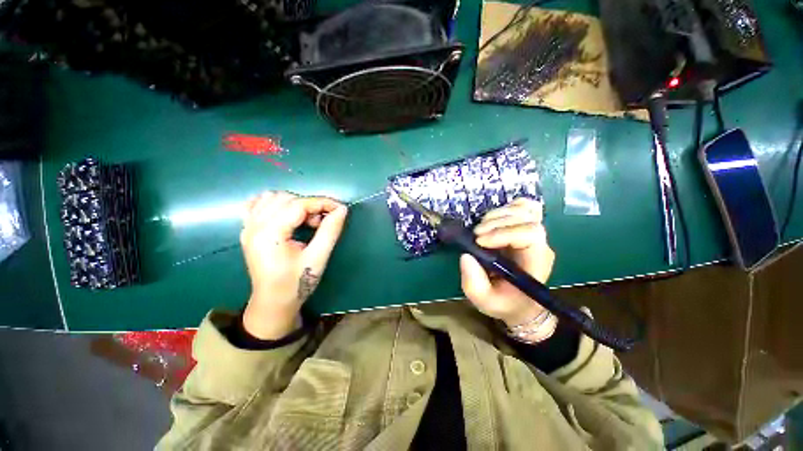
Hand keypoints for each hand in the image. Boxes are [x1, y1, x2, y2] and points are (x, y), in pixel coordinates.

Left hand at [240, 191, 347, 339]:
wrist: (273, 301)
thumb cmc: (297, 283)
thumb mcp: (318, 258)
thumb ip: (330, 231)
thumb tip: (341, 209)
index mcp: (269, 233)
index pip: (298, 205)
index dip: (322, 203)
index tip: (340, 208)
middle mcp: (254, 226)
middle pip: (286, 198)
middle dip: (310, 205)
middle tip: (322, 222)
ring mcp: (248, 227)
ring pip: (272, 198)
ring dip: (295, 203)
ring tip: (306, 221)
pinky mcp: (248, 230)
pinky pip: (258, 205)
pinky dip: (275, 203)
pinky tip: (286, 214)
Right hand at [459, 198, 554, 327]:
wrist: (519, 303)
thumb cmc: (505, 303)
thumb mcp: (485, 301)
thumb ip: (474, 283)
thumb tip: (466, 255)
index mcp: (536, 262)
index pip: (530, 234)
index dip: (504, 232)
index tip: (480, 242)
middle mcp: (539, 245)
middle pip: (526, 218)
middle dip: (496, 223)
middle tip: (476, 235)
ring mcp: (534, 234)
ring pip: (524, 209)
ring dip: (497, 215)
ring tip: (481, 229)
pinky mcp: (525, 228)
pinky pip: (524, 207)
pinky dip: (507, 208)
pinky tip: (493, 220)